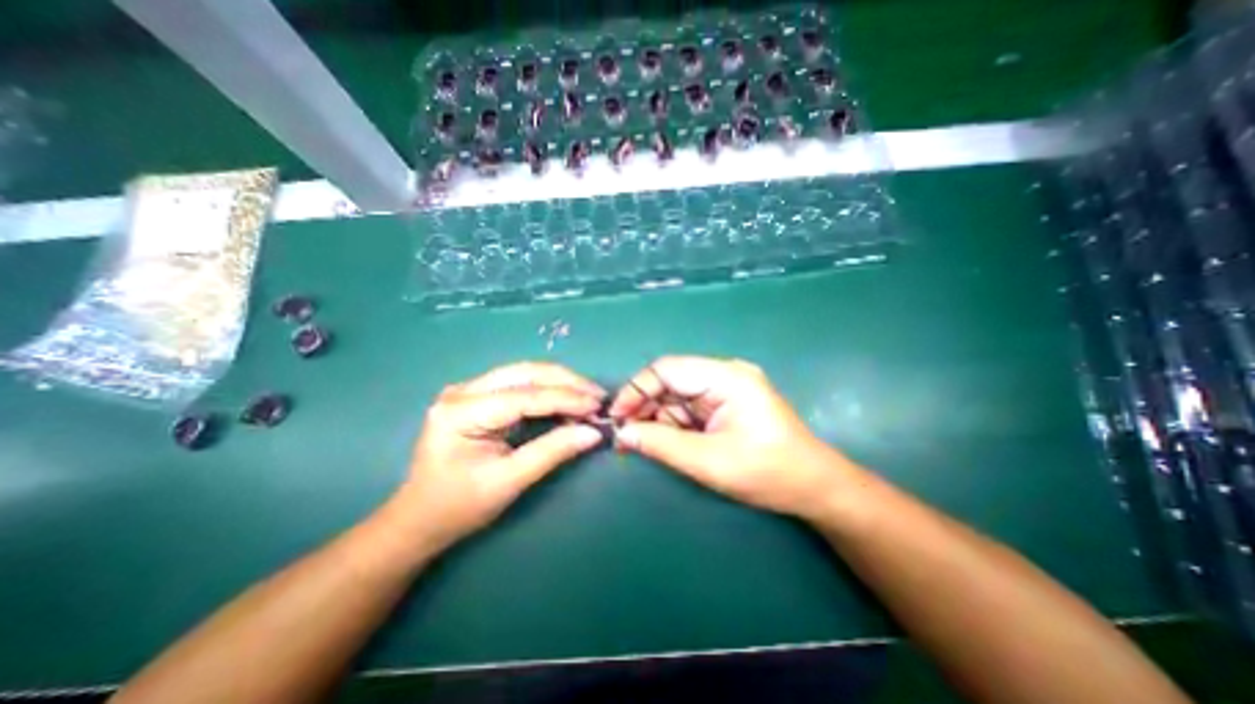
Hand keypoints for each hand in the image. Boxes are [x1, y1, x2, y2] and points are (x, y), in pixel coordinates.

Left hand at [391, 365, 607, 552]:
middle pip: (525, 373)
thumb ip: (552, 452)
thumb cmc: (458, 506)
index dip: (565, 399)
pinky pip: (521, 384)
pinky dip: (549, 390)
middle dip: (567, 382)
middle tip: (598, 396)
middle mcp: (463, 391)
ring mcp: (469, 390)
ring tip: (589, 397)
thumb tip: (594, 433)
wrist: (420, 518)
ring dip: (561, 383)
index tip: (598, 406)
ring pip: (526, 373)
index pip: (524, 396)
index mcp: (460, 412)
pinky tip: (568, 399)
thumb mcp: (508, 482)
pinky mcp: (479, 395)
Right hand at [610, 355, 869, 518]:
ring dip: (659, 419)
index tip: (616, 417)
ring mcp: (727, 388)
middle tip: (625, 436)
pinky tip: (667, 443)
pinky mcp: (727, 403)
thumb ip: (661, 444)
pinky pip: (690, 407)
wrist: (815, 487)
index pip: (668, 369)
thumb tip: (622, 433)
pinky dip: (674, 424)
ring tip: (643, 445)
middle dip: (646, 407)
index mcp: (726, 377)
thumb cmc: (768, 473)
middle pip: (671, 381)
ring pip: (677, 396)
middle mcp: (725, 374)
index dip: (636, 389)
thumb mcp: (709, 461)